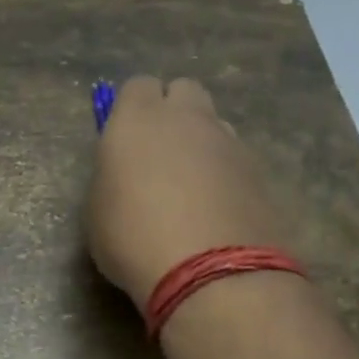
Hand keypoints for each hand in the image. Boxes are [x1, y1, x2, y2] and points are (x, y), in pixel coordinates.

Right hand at [85, 76, 293, 309]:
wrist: (210, 272)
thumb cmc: (133, 239)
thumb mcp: (97, 211)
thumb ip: (111, 178)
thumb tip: (125, 176)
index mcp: (138, 119)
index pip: (138, 86)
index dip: (132, 109)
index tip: (125, 139)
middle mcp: (187, 119)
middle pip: (185, 91)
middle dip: (174, 113)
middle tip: (160, 154)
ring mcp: (230, 143)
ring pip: (215, 125)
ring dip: (203, 144)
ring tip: (192, 189)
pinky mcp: (260, 172)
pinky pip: (237, 160)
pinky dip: (226, 175)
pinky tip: (217, 211)